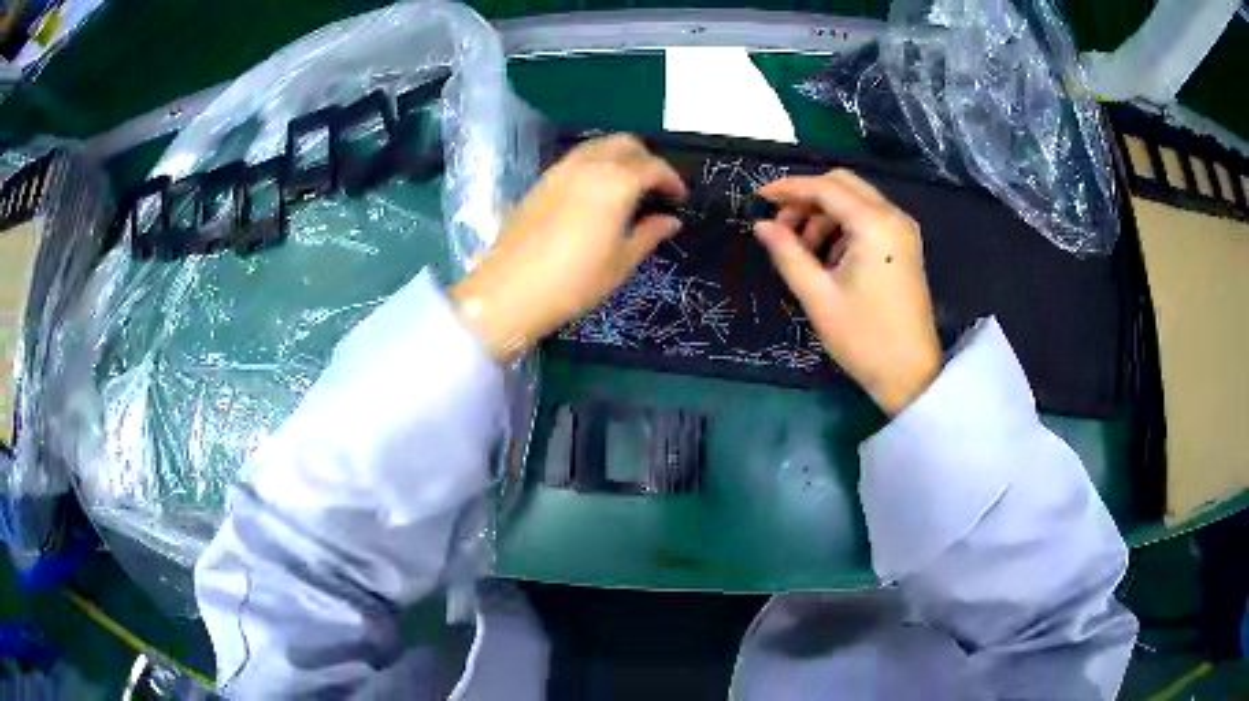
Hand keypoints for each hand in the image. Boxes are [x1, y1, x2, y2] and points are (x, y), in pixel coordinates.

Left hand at [451, 135, 686, 360]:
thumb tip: (671, 220)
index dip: (671, 179)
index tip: (679, 198)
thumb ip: (649, 234)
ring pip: (599, 146)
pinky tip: (597, 192)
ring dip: (620, 157)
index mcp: (615, 182)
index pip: (652, 166)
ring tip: (628, 187)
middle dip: (647, 159)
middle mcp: (588, 165)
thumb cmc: (574, 282)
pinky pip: (577, 158)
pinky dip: (596, 163)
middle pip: (625, 144)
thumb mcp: (620, 263)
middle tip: (656, 188)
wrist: (509, 291)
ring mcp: (560, 170)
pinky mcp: (541, 182)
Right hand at [755, 170, 940, 415]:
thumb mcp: (818, 296)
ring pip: (855, 200)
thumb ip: (787, 252)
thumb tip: (761, 224)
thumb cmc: (863, 338)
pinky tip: (828, 258)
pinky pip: (868, 219)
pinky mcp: (905, 246)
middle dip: (807, 198)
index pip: (825, 188)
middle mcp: (893, 216)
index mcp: (874, 224)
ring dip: (824, 214)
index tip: (759, 198)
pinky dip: (843, 226)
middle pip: (842, 184)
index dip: (789, 188)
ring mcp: (903, 230)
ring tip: (802, 249)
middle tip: (781, 226)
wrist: (911, 374)